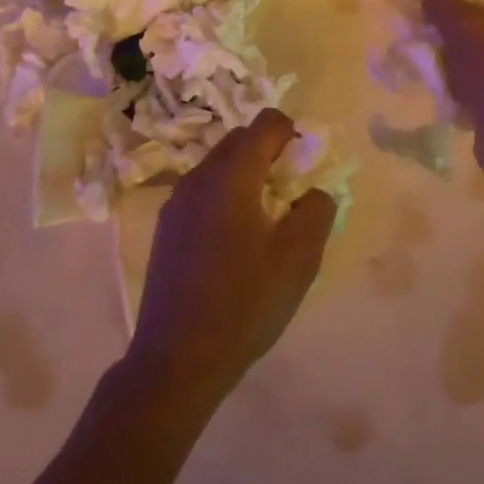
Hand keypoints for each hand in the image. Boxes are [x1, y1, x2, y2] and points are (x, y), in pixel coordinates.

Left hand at [127, 109, 335, 402]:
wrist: (176, 361)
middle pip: (240, 139)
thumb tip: (313, 192)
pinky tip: (233, 245)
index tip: (304, 170)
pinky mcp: (166, 227)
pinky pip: (203, 191)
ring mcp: (177, 201)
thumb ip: (317, 210)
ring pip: (219, 165)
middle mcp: (200, 176)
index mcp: (232, 174)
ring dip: (246, 176)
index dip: (293, 135)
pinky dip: (225, 197)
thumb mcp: (299, 259)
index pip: (267, 123)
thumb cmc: (244, 304)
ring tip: (263, 223)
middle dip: (269, 153)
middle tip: (289, 196)